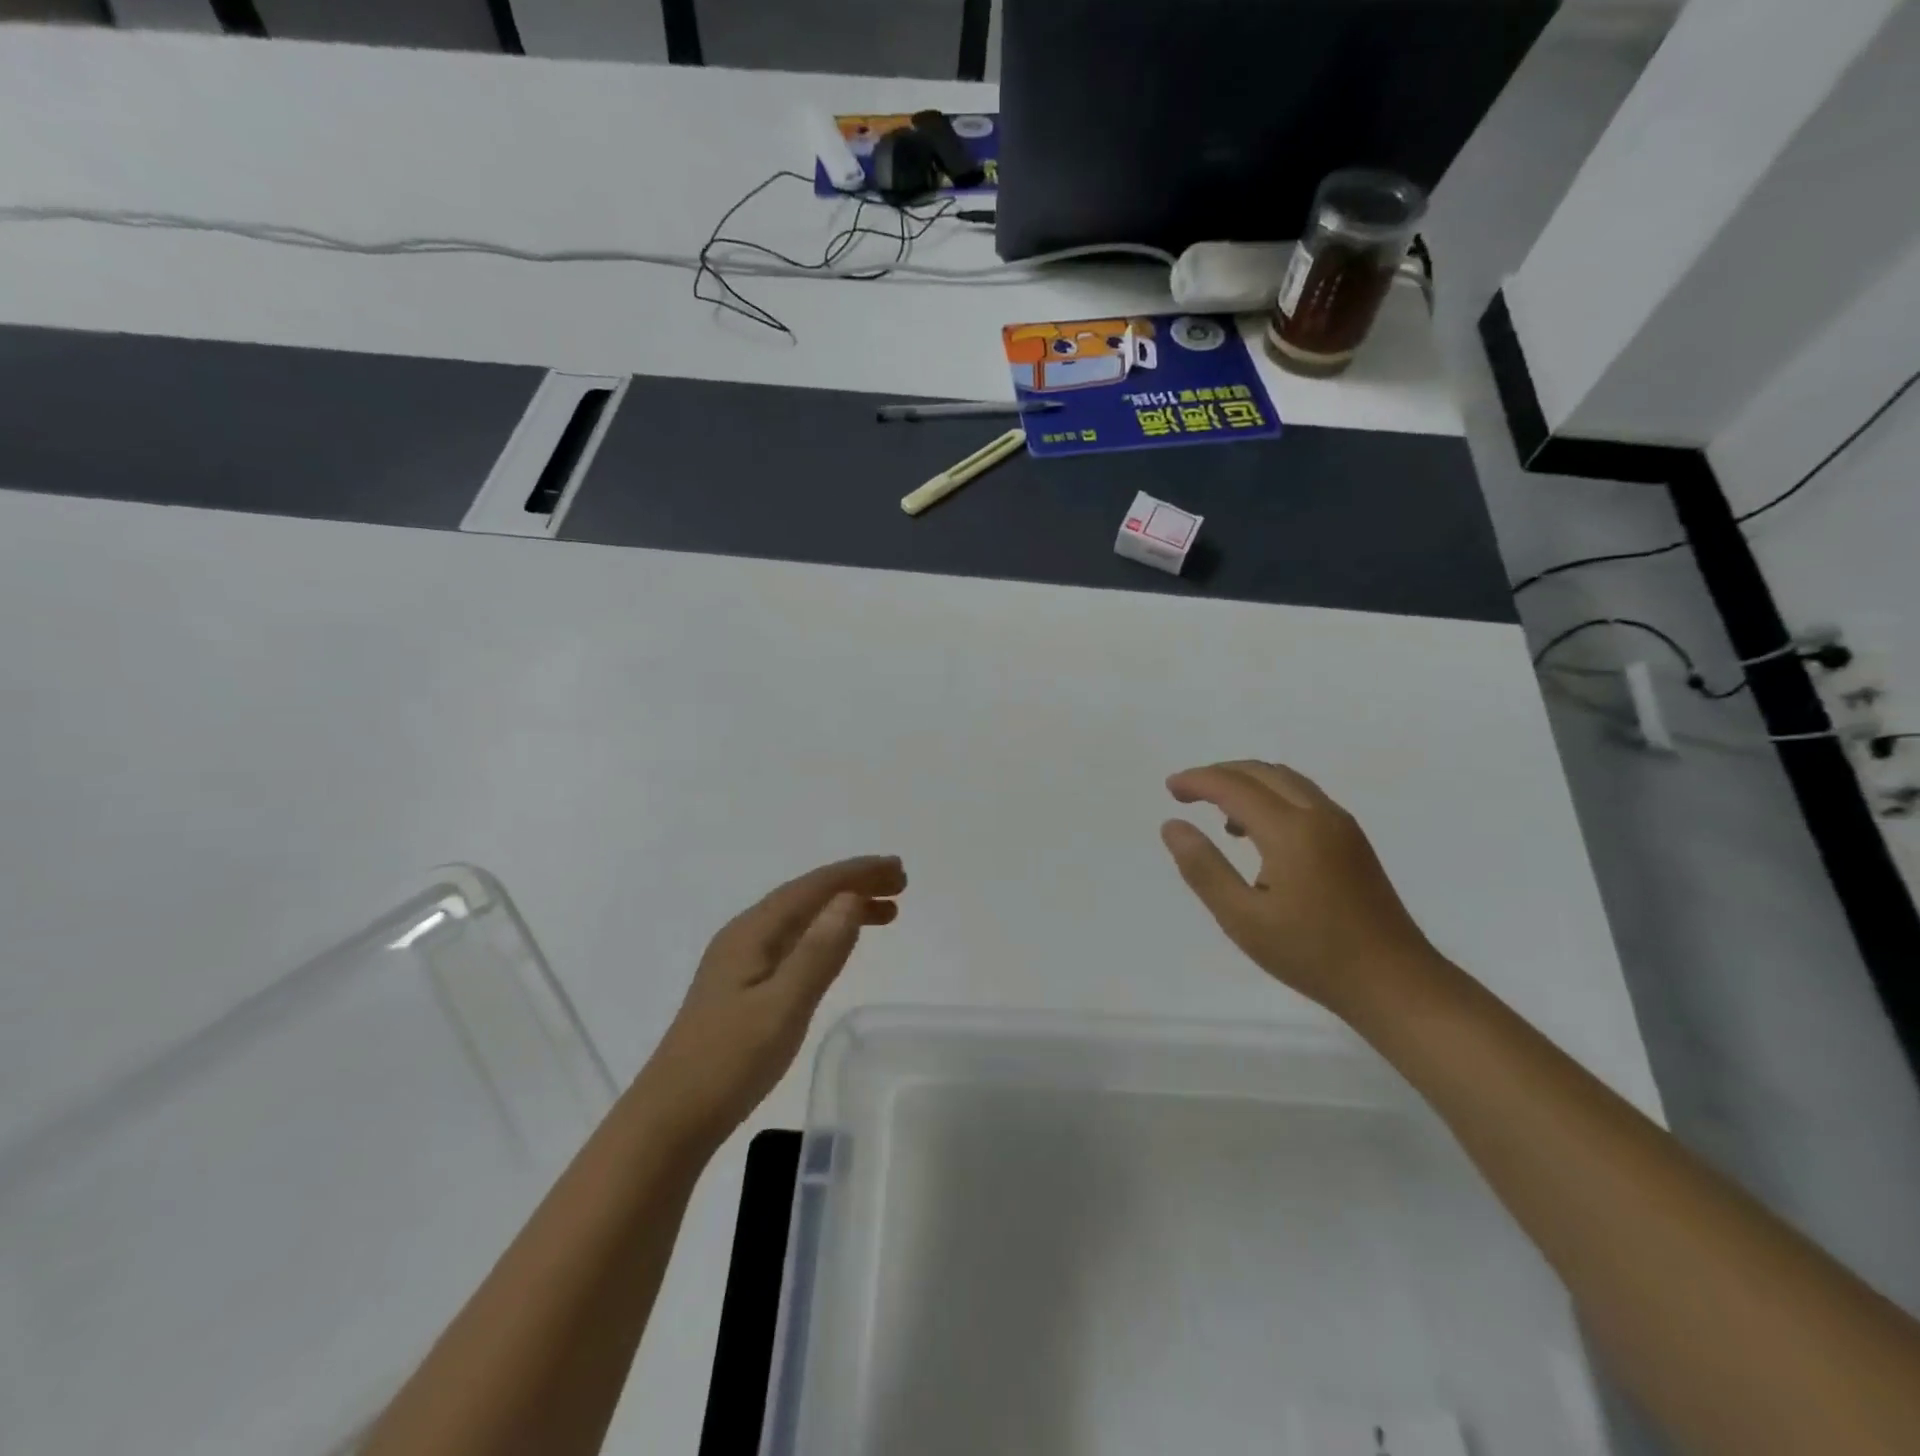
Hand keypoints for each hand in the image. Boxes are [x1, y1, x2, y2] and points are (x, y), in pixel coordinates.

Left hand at [642, 855, 905, 1146]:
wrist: (671, 1119)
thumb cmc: (729, 1062)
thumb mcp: (783, 1006)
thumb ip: (819, 952)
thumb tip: (851, 898)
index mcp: (752, 932)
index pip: (812, 887)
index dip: (856, 873)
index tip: (897, 869)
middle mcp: (745, 936)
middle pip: (807, 897)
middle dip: (854, 884)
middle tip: (901, 884)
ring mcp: (741, 961)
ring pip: (802, 919)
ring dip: (843, 909)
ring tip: (888, 913)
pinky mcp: (744, 986)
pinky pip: (795, 941)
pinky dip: (826, 934)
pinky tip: (839, 945)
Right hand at [1160, 760, 1438, 1015]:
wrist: (1394, 982)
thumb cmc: (1312, 954)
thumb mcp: (1243, 918)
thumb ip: (1204, 868)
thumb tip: (1172, 826)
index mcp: (1292, 830)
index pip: (1235, 786)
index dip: (1198, 781)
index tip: (1170, 788)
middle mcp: (1320, 815)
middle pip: (1262, 772)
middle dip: (1220, 774)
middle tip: (1186, 792)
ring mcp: (1342, 826)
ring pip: (1286, 781)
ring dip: (1247, 783)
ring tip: (1216, 811)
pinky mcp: (1353, 841)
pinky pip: (1303, 797)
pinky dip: (1271, 797)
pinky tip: (1257, 833)